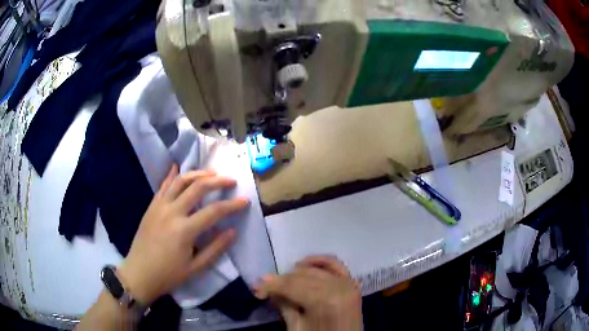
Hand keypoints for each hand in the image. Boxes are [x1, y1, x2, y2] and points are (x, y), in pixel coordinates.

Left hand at [117, 164, 248, 304]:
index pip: (214, 211)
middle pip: (198, 187)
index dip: (232, 205)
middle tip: (230, 180)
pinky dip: (172, 175)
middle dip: (217, 181)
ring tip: (211, 173)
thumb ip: (215, 248)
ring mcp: (159, 206)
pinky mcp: (151, 206)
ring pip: (180, 181)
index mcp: (185, 230)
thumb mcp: (196, 268)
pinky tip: (178, 167)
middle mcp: (172, 212)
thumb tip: (233, 231)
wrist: (139, 274)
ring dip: (197, 174)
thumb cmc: (169, 275)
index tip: (245, 201)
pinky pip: (163, 186)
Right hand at [255, 256, 362, 330]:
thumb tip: (269, 288)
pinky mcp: (353, 284)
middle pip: (302, 276)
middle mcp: (339, 287)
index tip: (256, 290)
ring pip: (315, 269)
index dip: (270, 286)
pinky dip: (319, 261)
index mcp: (325, 301)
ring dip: (296, 273)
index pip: (292, 285)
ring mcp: (348, 284)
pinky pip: (335, 265)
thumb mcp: (297, 329)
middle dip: (280, 281)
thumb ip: (285, 307)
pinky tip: (304, 263)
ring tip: (283, 282)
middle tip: (264, 289)